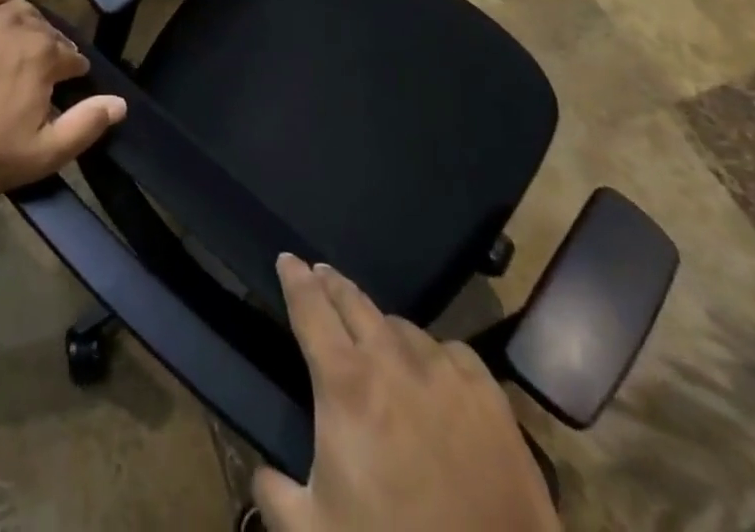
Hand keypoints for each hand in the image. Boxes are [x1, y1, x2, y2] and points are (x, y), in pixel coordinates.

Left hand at [0, 0, 127, 196]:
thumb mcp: (39, 154)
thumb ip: (85, 126)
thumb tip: (121, 102)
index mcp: (45, 53)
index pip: (73, 58)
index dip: (72, 77)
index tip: (62, 93)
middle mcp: (21, 22)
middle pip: (48, 32)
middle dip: (50, 52)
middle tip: (35, 80)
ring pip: (20, 10)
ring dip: (27, 26)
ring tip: (17, 49)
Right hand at [254, 256, 559, 531]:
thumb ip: (275, 495)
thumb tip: (263, 473)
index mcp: (346, 384)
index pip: (311, 309)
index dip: (295, 279)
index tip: (287, 258)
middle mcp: (393, 362)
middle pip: (355, 302)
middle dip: (332, 284)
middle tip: (320, 274)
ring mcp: (447, 376)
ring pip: (403, 327)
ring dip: (381, 325)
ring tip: (375, 334)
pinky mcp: (491, 400)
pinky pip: (453, 353)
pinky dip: (433, 353)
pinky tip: (433, 370)